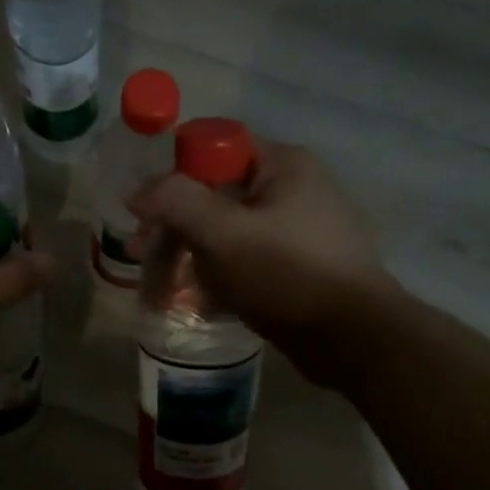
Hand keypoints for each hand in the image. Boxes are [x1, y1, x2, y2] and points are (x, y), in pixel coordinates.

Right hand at [128, 138, 390, 383]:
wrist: (351, 337)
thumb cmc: (287, 275)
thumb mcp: (223, 233)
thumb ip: (175, 202)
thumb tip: (137, 192)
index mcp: (282, 165)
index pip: (213, 151)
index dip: (173, 179)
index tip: (145, 219)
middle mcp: (293, 190)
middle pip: (217, 199)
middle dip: (178, 234)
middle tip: (149, 266)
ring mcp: (299, 233)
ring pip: (229, 238)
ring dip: (196, 263)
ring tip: (173, 295)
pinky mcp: (299, 271)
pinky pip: (248, 266)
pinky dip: (223, 282)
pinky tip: (207, 307)